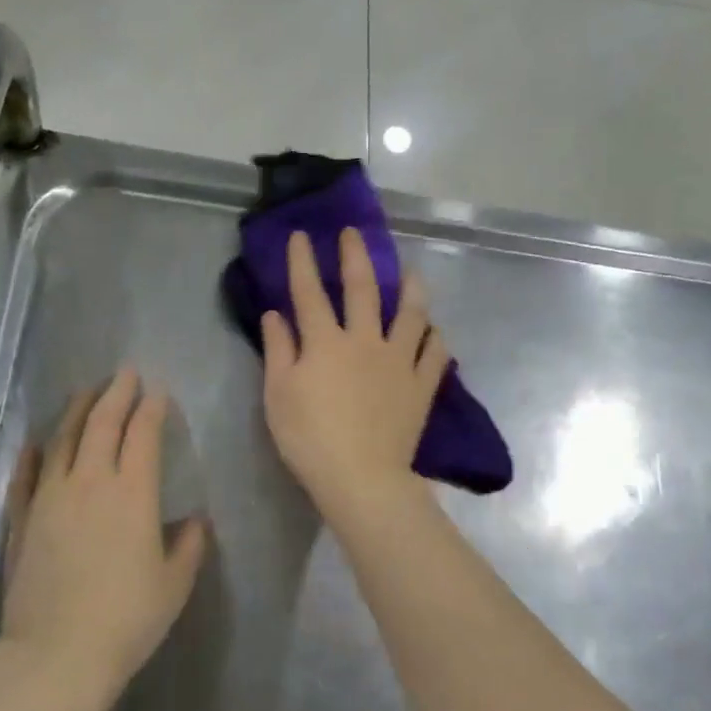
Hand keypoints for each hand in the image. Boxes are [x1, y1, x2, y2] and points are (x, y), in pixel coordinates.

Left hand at [1, 368, 207, 698]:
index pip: (143, 435)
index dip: (152, 409)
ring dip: (76, 411)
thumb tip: (196, 521)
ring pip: (62, 440)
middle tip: (125, 373)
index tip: (158, 392)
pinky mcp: (21, 521)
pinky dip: (32, 455)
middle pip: (101, 424)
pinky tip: (36, 442)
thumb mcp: (174, 585)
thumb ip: (190, 546)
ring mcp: (49, 499)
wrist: (57, 656)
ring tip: (86, 392)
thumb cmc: (127, 619)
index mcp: (133, 494)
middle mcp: (89, 483)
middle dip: (116, 394)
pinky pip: (25, 477)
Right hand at [260, 228, 450, 516]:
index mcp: (325, 342)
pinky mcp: (421, 385)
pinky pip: (434, 353)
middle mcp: (365, 340)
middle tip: (355, 233)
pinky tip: (434, 331)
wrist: (361, 477)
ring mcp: (398, 361)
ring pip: (410, 314)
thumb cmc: (309, 438)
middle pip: (363, 289)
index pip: (309, 292)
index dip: (302, 262)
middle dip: (356, 256)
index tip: (302, 235)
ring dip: (410, 288)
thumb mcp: (278, 395)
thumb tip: (275, 314)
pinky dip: (435, 338)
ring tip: (410, 272)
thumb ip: (278, 350)